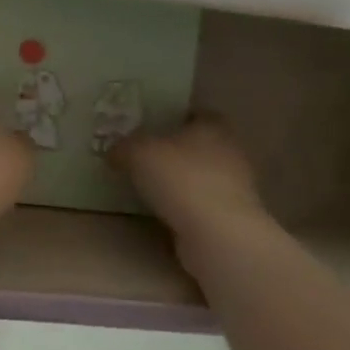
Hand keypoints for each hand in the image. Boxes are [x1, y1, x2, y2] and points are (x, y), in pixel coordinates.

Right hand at [111, 116, 271, 242]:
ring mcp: (235, 188)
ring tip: (147, 186)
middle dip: (174, 151)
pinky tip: (161, 213)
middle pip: (198, 145)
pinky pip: (201, 204)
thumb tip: (115, 152)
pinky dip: (184, 207)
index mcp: (213, 126)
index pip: (196, 114)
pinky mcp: (230, 218)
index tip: (150, 126)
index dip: (174, 117)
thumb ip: (123, 147)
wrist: (217, 235)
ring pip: (200, 176)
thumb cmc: (181, 178)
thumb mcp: (138, 152)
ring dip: (179, 182)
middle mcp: (230, 152)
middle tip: (143, 156)